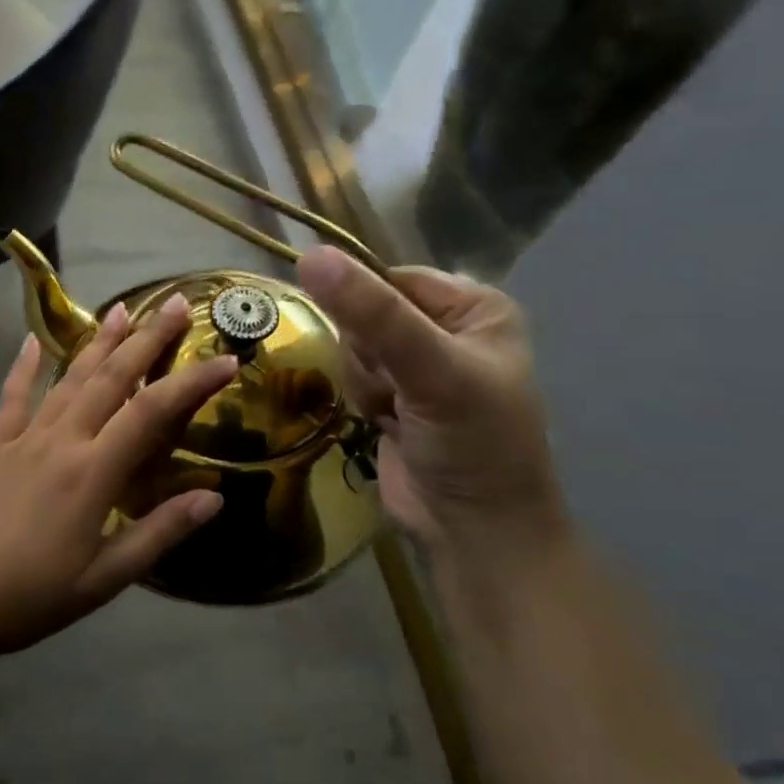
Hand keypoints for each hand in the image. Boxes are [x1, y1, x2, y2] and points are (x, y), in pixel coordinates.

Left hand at [0, 295, 238, 663]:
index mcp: (93, 472)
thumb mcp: (104, 579)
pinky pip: (13, 397)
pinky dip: (23, 367)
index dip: (193, 382)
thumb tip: (214, 498)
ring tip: (122, 308)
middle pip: (111, 378)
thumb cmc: (31, 595)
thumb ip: (159, 534)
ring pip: (68, 378)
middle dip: (147, 338)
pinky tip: (31, 340)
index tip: (227, 360)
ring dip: (98, 341)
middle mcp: (61, 441)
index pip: (153, 412)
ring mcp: (25, 439)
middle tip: (177, 303)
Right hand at [297, 247, 567, 556]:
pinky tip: (385, 423)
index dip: (367, 308)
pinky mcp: (393, 396)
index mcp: (473, 307)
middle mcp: (446, 329)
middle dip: (368, 354)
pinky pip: (352, 375)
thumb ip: (373, 313)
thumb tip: (309, 255)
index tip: (375, 347)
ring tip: (394, 412)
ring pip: (352, 346)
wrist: (472, 528)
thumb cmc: (471, 442)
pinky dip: (362, 400)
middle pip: (365, 313)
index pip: (389, 278)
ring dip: (364, 381)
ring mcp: (418, 366)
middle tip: (396, 388)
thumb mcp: (431, 370)